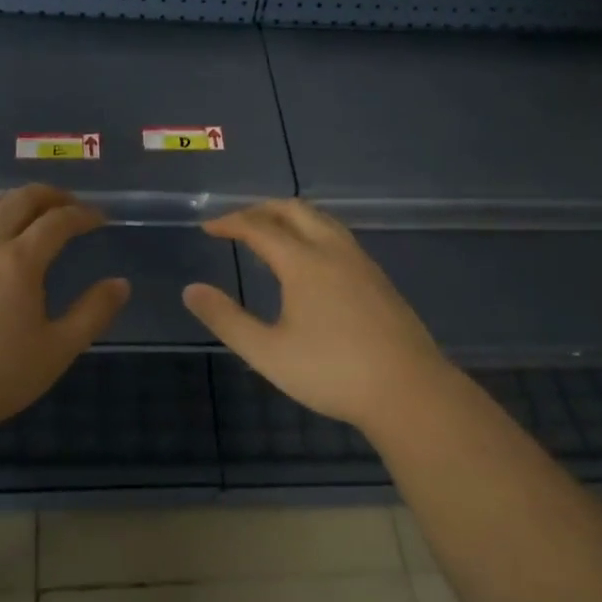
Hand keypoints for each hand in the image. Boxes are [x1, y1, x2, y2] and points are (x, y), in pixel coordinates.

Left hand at [0, 185, 130, 446]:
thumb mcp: (57, 350)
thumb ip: (92, 313)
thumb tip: (121, 284)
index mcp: (20, 260)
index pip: (58, 221)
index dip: (83, 214)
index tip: (100, 219)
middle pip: (18, 200)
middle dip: (49, 196)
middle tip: (68, 204)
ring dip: (10, 201)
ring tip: (26, 212)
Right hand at [181, 200, 457, 434]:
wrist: (409, 391)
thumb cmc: (332, 373)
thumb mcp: (268, 352)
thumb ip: (227, 319)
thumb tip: (191, 290)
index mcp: (304, 262)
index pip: (259, 227)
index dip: (230, 222)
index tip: (208, 227)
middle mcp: (333, 251)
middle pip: (294, 210)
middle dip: (260, 209)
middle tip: (236, 224)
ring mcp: (361, 262)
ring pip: (321, 220)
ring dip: (289, 217)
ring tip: (269, 235)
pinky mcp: (378, 278)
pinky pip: (338, 236)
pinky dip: (312, 232)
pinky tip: (310, 261)